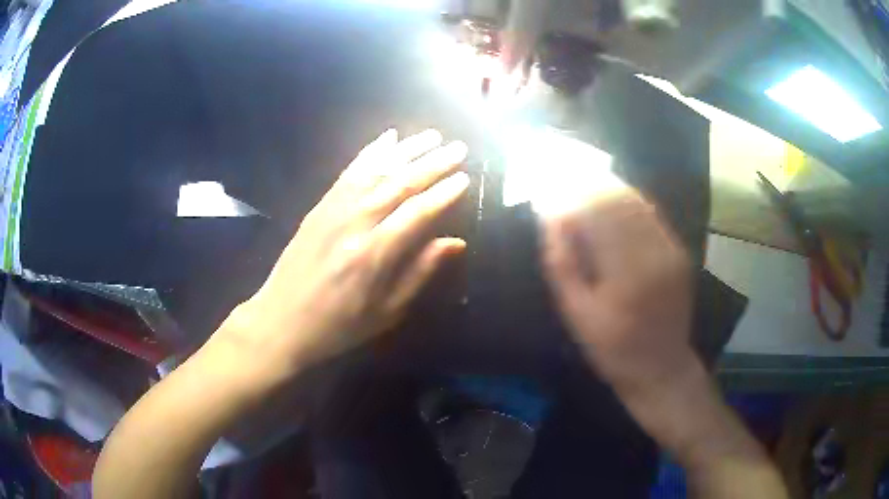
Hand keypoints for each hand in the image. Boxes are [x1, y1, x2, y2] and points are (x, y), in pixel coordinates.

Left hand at [213, 129, 468, 380]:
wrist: (281, 320)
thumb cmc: (338, 325)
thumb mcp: (386, 312)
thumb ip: (420, 273)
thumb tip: (455, 243)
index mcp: (374, 255)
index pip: (417, 213)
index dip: (443, 194)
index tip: (464, 178)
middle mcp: (354, 224)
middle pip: (399, 184)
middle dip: (432, 164)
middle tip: (458, 148)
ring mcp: (333, 210)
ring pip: (376, 171)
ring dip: (406, 150)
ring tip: (432, 135)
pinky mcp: (319, 206)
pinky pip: (349, 173)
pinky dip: (371, 153)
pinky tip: (387, 138)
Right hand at [541, 176, 694, 390]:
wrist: (662, 366)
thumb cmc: (613, 349)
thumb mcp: (577, 316)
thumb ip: (562, 264)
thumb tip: (551, 217)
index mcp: (626, 274)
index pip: (596, 213)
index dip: (571, 191)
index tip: (549, 179)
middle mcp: (653, 253)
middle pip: (618, 199)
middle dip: (588, 180)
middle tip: (563, 170)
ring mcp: (670, 250)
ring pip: (636, 201)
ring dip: (608, 185)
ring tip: (582, 176)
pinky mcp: (678, 251)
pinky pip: (650, 214)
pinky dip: (627, 199)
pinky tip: (610, 195)